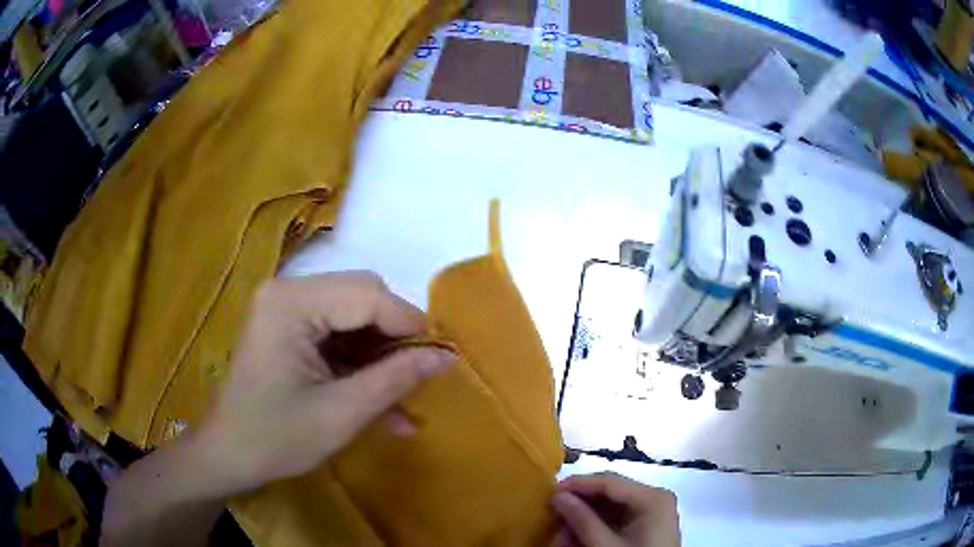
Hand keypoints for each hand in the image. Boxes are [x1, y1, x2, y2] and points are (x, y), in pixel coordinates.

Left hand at [190, 272, 454, 495]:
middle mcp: (288, 291)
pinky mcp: (289, 326)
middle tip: (417, 376)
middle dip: (396, 335)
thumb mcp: (341, 414)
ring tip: (402, 394)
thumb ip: (395, 379)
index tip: (442, 359)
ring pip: (355, 313)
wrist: (229, 455)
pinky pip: (338, 331)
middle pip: (362, 295)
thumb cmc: (275, 438)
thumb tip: (447, 357)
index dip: (411, 324)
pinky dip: (361, 360)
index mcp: (291, 303)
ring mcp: (286, 307)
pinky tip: (379, 396)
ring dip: (381, 351)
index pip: (368, 296)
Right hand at [551, 472, 679, 546]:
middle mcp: (654, 498)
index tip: (550, 492)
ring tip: (561, 536)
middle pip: (609, 494)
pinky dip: (596, 528)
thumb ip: (582, 520)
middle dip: (579, 507)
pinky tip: (578, 539)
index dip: (577, 484)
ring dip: (584, 520)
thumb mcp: (605, 546)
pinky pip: (618, 520)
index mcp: (651, 498)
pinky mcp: (648, 526)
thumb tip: (558, 496)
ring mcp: (652, 512)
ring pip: (611, 508)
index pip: (609, 481)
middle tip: (553, 517)